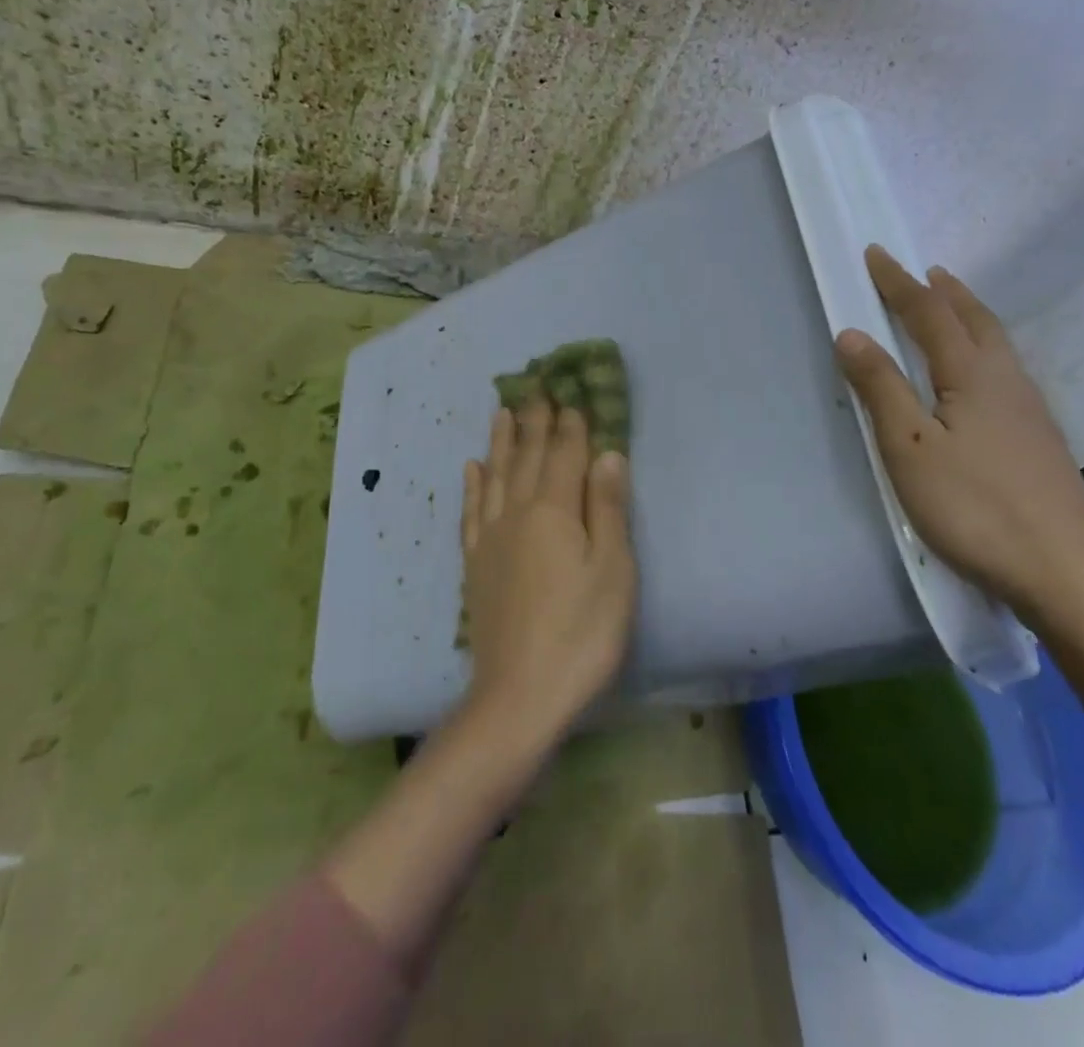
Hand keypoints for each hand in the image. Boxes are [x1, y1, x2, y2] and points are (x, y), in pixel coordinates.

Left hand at [460, 399, 635, 746]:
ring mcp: (490, 538)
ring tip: (502, 412)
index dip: (570, 425)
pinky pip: (470, 512)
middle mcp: (516, 513)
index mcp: (553, 511)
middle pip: (526, 457)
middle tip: (534, 388)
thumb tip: (607, 454)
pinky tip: (471, 468)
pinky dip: (471, 485)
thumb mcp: (612, 571)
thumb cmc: (581, 633)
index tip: (570, 395)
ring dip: (500, 441)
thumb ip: (608, 508)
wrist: (519, 695)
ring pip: (494, 476)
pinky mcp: (475, 565)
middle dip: (533, 421)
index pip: (564, 455)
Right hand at [834, 246, 1083, 619]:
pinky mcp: (1039, 438)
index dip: (898, 283)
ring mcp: (1030, 410)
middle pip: (974, 319)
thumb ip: (882, 388)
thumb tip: (852, 333)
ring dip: (969, 315)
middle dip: (945, 290)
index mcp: (972, 374)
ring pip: (996, 343)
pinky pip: (1006, 369)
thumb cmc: (974, 507)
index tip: (876, 253)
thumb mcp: (910, 448)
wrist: (1063, 571)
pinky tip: (980, 373)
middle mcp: (1007, 380)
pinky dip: (984, 347)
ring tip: (951, 307)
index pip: (929, 313)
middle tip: (924, 271)